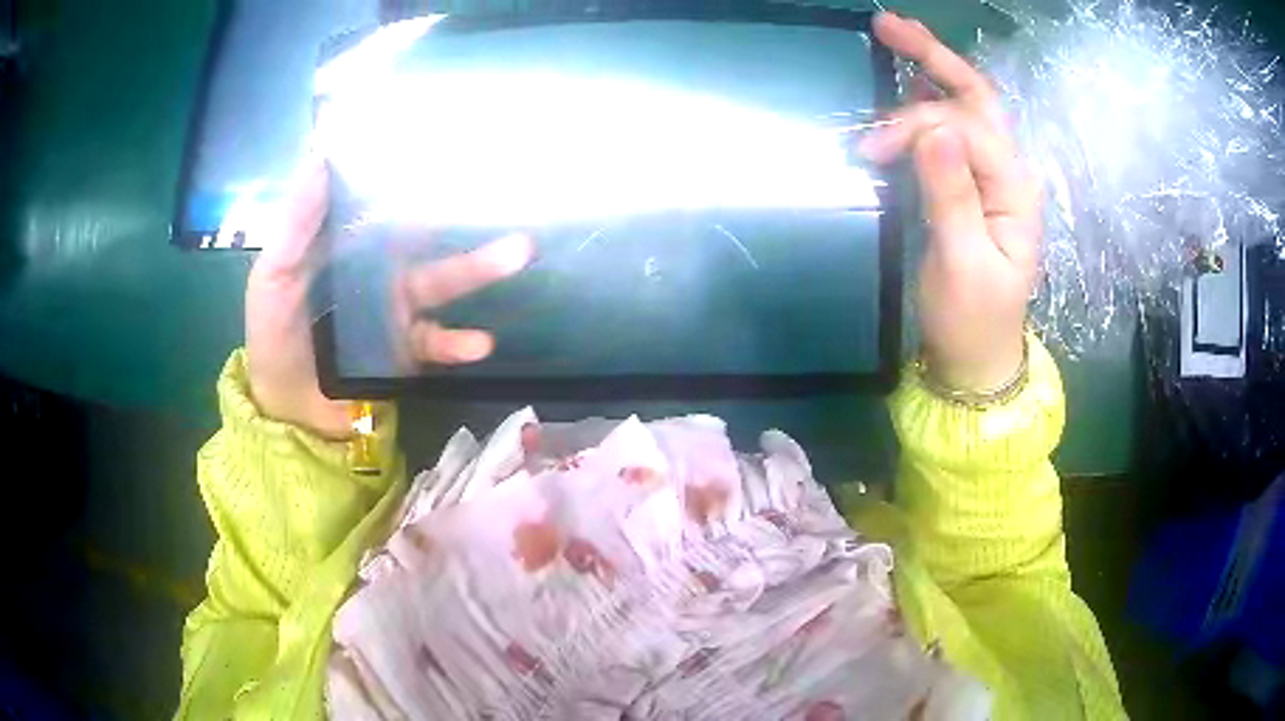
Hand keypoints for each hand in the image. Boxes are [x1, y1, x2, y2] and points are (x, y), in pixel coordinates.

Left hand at [245, 154, 532, 438]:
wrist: (288, 410)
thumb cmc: (273, 335)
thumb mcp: (274, 275)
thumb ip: (296, 224)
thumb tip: (319, 157)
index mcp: (344, 243)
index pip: (382, 201)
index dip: (411, 176)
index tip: (447, 146)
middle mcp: (376, 268)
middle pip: (424, 239)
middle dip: (463, 221)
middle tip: (501, 192)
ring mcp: (396, 309)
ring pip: (441, 282)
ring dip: (478, 270)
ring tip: (519, 253)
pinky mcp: (406, 348)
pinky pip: (437, 341)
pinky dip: (458, 342)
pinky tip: (479, 343)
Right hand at [860, 12, 1040, 391]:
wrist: (976, 358)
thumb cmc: (972, 319)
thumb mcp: (962, 263)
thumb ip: (951, 195)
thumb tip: (931, 129)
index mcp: (1014, 189)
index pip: (967, 127)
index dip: (918, 123)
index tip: (871, 148)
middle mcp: (1007, 172)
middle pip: (976, 97)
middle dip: (934, 57)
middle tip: (885, 24)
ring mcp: (990, 176)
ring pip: (966, 106)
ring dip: (930, 70)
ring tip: (891, 40)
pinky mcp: (970, 184)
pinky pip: (952, 129)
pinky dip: (926, 99)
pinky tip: (904, 83)